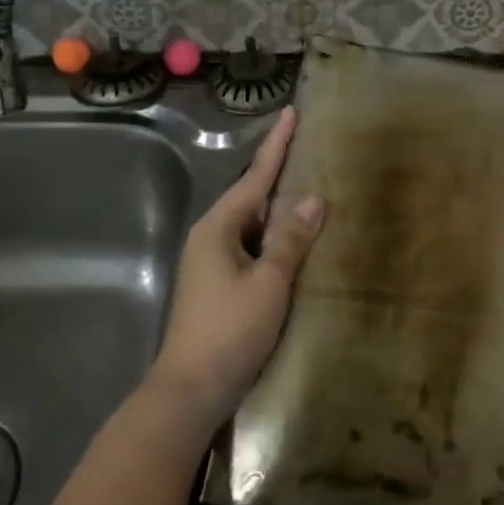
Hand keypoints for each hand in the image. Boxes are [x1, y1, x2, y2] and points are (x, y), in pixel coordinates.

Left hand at [151, 108, 324, 428]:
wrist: (189, 392)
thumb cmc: (230, 330)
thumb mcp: (269, 282)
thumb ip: (292, 238)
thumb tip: (313, 198)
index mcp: (219, 227)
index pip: (256, 175)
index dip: (277, 144)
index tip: (291, 112)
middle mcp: (211, 236)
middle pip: (252, 196)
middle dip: (279, 173)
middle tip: (310, 149)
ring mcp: (212, 262)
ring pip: (253, 224)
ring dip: (279, 209)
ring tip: (311, 190)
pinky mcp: (218, 285)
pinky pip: (252, 248)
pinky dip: (274, 239)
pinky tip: (295, 242)